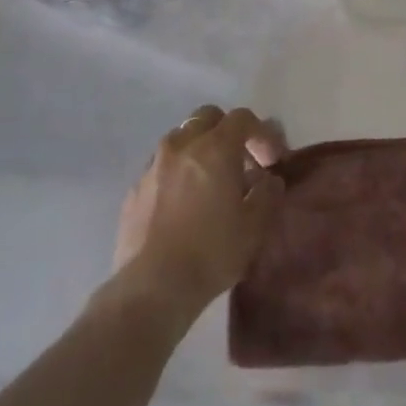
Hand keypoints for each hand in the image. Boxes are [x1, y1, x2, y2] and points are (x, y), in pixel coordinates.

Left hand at [113, 106, 286, 319]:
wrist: (152, 287)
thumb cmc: (211, 252)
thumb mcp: (255, 226)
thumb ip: (267, 194)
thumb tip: (269, 180)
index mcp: (214, 148)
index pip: (243, 118)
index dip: (262, 134)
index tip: (271, 162)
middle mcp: (181, 146)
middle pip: (207, 117)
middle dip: (227, 132)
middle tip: (240, 162)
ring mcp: (152, 165)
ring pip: (181, 139)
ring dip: (200, 150)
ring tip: (210, 182)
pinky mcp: (134, 188)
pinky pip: (161, 166)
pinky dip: (178, 172)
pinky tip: (184, 204)